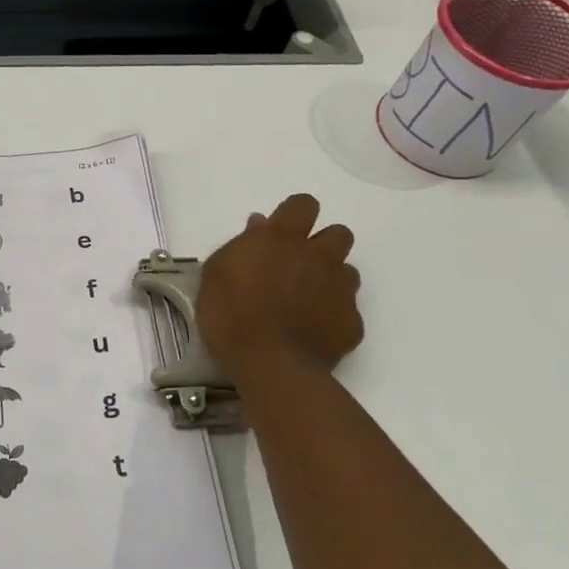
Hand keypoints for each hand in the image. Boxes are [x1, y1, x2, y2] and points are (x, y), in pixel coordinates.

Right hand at [198, 194, 363, 383]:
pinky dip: (332, 317)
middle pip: (338, 234)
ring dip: (330, 280)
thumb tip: (259, 224)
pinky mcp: (352, 323)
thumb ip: (241, 244)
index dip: (295, 215)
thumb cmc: (231, 313)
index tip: (280, 232)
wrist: (269, 364)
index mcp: (283, 239)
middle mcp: (319, 256)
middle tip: (297, 266)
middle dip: (322, 245)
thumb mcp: (216, 273)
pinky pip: (348, 311)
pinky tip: (311, 332)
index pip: (303, 204)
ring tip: (305, 302)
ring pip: (348, 271)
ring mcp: (340, 289)